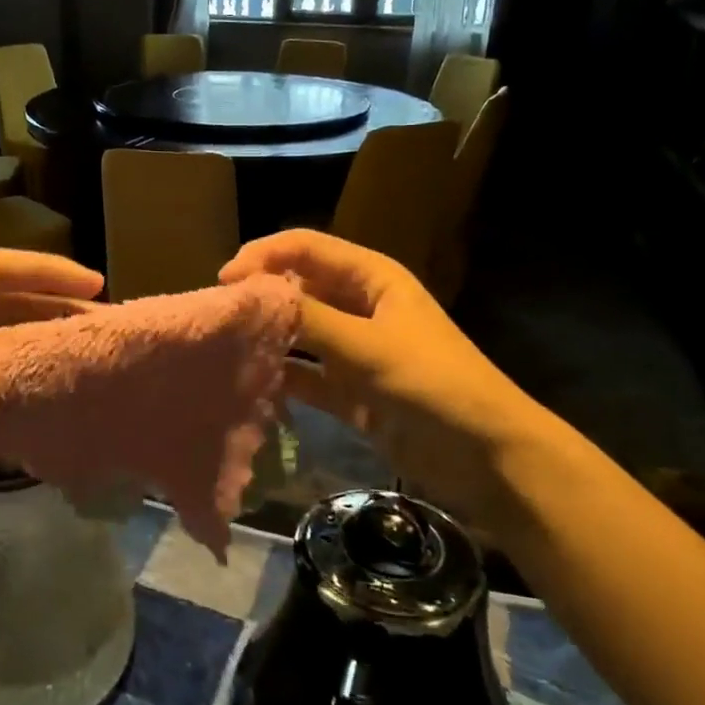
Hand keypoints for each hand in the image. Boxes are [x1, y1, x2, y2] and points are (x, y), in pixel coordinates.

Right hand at [221, 230, 552, 529]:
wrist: (486, 456)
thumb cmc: (433, 384)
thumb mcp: (368, 345)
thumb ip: (308, 318)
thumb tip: (249, 295)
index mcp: (371, 278)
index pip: (305, 248)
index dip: (263, 256)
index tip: (224, 282)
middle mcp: (359, 306)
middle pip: (298, 288)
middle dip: (260, 297)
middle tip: (218, 317)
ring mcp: (354, 350)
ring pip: (299, 333)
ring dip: (267, 338)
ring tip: (223, 349)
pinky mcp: (351, 391)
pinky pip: (306, 376)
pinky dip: (282, 378)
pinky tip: (249, 386)